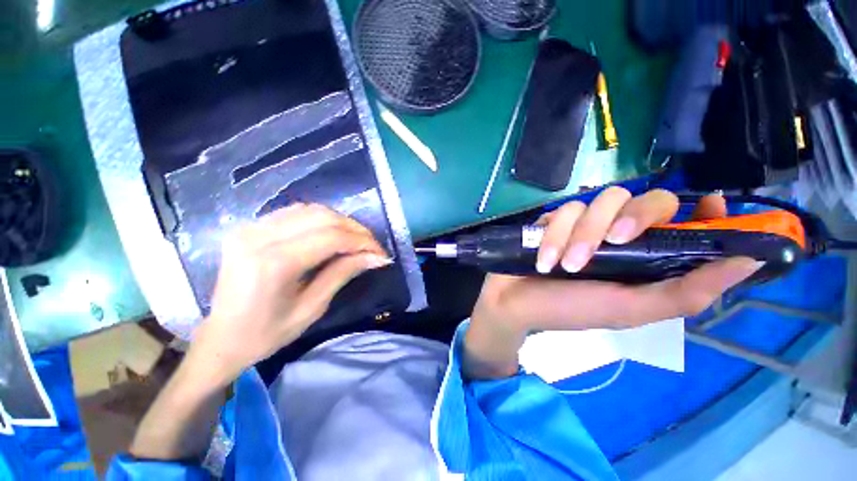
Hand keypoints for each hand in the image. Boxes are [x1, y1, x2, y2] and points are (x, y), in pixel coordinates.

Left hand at [188, 203, 390, 385]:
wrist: (220, 338)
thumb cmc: (267, 333)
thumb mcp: (313, 308)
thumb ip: (343, 273)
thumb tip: (376, 257)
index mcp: (274, 263)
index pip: (332, 238)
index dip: (363, 242)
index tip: (381, 253)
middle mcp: (259, 237)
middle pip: (323, 217)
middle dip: (356, 229)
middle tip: (372, 246)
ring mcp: (250, 228)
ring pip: (311, 210)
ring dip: (341, 222)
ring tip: (356, 240)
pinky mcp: (249, 227)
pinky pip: (296, 212)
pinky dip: (321, 219)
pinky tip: (332, 233)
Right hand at [465, 188, 763, 379]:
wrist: (516, 303)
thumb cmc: (572, 310)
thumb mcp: (630, 310)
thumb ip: (687, 293)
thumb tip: (749, 263)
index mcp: (644, 258)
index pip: (686, 222)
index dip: (703, 211)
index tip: (708, 204)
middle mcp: (619, 236)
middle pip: (643, 198)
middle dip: (630, 216)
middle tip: (614, 241)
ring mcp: (584, 225)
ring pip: (596, 202)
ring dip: (581, 234)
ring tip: (565, 264)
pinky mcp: (554, 221)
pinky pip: (562, 210)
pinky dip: (554, 234)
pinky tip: (544, 258)